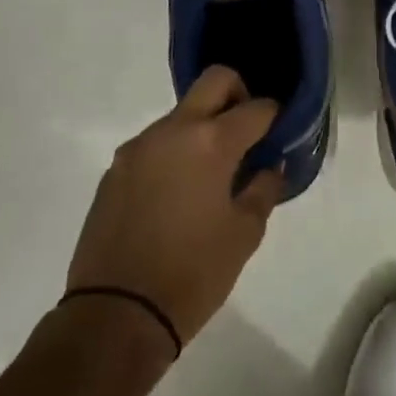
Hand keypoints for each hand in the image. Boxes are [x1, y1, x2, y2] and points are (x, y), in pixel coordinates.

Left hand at [67, 66, 284, 348]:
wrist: (116, 313)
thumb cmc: (193, 273)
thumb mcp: (244, 234)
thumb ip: (263, 189)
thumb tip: (270, 165)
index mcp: (210, 142)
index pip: (255, 107)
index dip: (274, 116)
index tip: (280, 133)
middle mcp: (171, 131)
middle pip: (214, 82)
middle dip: (239, 95)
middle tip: (248, 134)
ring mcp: (137, 148)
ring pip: (181, 114)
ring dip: (203, 128)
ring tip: (212, 175)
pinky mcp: (115, 170)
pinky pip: (155, 145)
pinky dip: (175, 153)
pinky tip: (179, 194)